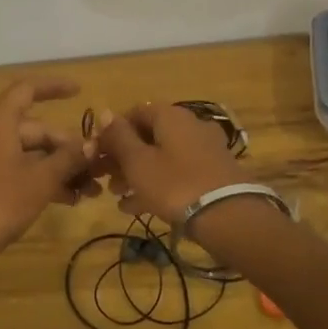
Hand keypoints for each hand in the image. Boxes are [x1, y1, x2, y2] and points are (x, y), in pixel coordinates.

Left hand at [0, 79, 96, 276]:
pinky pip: (18, 170)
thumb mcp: (40, 180)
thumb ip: (68, 159)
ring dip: (58, 168)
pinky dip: (41, 180)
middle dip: (67, 147)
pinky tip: (67, 200)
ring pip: (29, 154)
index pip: (27, 90)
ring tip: (89, 191)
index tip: (79, 91)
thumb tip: (91, 144)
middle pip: (35, 129)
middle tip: (96, 168)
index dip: (53, 87)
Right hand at [92, 102, 244, 223]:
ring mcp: (205, 149)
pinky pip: (178, 172)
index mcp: (170, 115)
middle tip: (106, 179)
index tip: (98, 154)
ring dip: (138, 173)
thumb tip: (105, 112)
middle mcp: (189, 125)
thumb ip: (119, 137)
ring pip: (163, 156)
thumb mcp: (138, 162)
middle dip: (124, 157)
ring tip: (118, 196)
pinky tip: (138, 207)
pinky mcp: (214, 173)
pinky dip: (158, 183)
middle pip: (149, 136)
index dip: (113, 132)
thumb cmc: (175, 184)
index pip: (134, 112)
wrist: (229, 216)